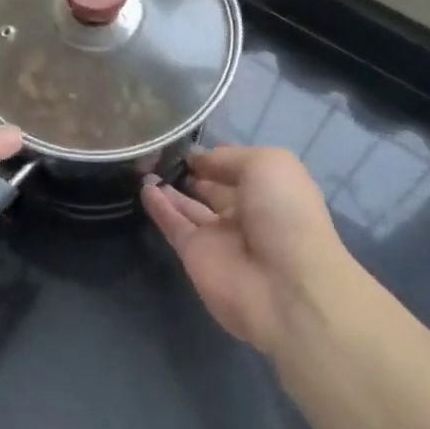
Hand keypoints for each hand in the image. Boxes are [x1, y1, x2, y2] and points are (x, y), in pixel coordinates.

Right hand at [141, 145, 342, 354]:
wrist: (285, 288)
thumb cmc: (285, 214)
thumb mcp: (265, 165)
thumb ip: (227, 159)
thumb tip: (197, 159)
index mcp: (271, 188)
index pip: (239, 166)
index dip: (217, 154)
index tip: (191, 141)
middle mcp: (246, 211)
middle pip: (213, 187)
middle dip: (193, 170)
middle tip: (161, 151)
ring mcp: (219, 235)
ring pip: (190, 206)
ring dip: (170, 187)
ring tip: (146, 164)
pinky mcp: (195, 255)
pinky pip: (173, 225)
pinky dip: (159, 206)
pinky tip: (144, 186)